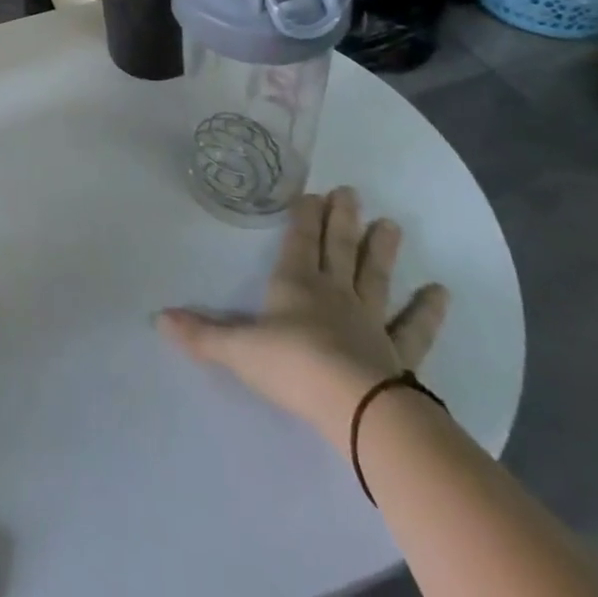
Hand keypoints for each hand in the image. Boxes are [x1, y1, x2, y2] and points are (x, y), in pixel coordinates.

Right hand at [158, 187, 448, 448]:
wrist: (356, 407)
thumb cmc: (292, 366)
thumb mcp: (238, 350)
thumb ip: (201, 333)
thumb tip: (156, 317)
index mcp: (295, 285)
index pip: (299, 242)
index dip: (304, 216)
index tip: (312, 192)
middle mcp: (333, 294)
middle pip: (338, 249)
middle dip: (342, 219)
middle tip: (352, 191)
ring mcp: (369, 322)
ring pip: (375, 277)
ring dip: (382, 251)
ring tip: (392, 224)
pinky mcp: (398, 354)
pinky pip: (414, 328)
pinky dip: (427, 311)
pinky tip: (441, 292)